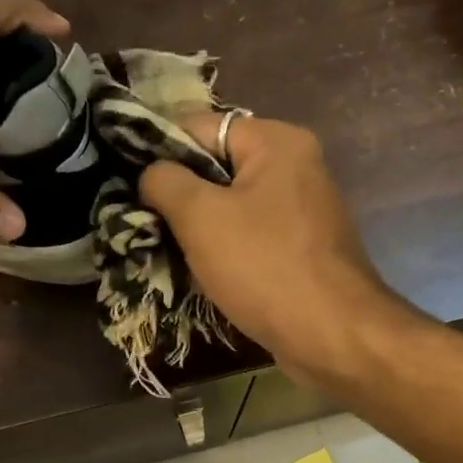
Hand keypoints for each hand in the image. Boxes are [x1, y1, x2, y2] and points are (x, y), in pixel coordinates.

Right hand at [139, 112, 404, 377]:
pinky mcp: (302, 248)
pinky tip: (199, 273)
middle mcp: (296, 166)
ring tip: (163, 249)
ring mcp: (303, 210)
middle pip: (217, 167)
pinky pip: (251, 237)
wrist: (332, 335)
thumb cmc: (265, 267)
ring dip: (198, 228)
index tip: (129, 184)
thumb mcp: (200, 217)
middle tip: (143, 222)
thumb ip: (165, 182)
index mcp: (277, 142)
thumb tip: (151, 173)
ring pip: (232, 206)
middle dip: (179, 195)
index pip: (200, 127)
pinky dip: (225, 251)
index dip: (159, 151)